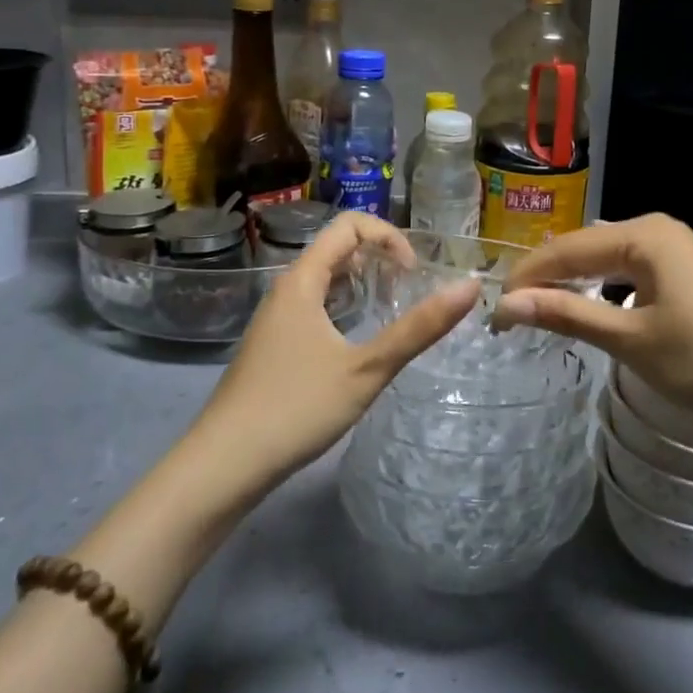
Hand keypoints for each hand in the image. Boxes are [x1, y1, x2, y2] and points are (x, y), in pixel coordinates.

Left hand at [195, 212, 479, 487]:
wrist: (222, 466)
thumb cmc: (296, 409)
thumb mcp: (367, 369)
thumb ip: (419, 328)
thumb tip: (469, 287)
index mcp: (302, 281)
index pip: (348, 225)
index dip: (388, 236)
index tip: (413, 273)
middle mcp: (286, 289)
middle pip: (336, 247)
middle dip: (379, 257)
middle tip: (410, 288)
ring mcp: (276, 318)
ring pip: (324, 279)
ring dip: (362, 282)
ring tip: (391, 308)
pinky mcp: (274, 345)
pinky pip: (315, 305)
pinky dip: (344, 306)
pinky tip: (358, 340)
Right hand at [493, 214, 692, 424]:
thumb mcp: (630, 339)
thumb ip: (567, 314)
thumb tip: (506, 304)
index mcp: (642, 234)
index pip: (566, 249)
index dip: (527, 278)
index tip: (495, 311)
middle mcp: (655, 228)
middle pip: (584, 248)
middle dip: (546, 278)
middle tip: (511, 314)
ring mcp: (673, 247)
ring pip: (606, 258)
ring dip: (573, 282)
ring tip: (538, 310)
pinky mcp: (684, 269)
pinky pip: (628, 269)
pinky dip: (601, 287)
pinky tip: (587, 307)